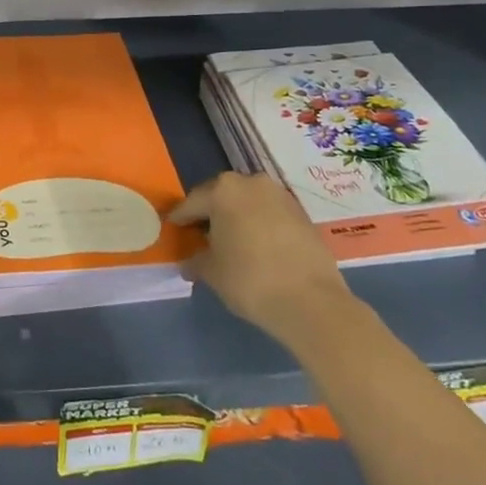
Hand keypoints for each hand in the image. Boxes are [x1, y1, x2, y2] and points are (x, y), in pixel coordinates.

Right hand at [169, 172, 350, 346]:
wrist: (311, 301)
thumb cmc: (250, 280)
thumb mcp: (212, 272)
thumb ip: (196, 261)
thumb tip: (189, 262)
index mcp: (223, 190)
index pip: (193, 202)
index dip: (181, 218)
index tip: (174, 228)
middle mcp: (252, 183)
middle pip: (222, 196)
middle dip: (211, 214)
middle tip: (202, 235)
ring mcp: (281, 196)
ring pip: (249, 203)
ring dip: (238, 218)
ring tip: (232, 242)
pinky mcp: (303, 214)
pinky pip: (271, 215)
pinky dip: (260, 226)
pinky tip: (258, 248)